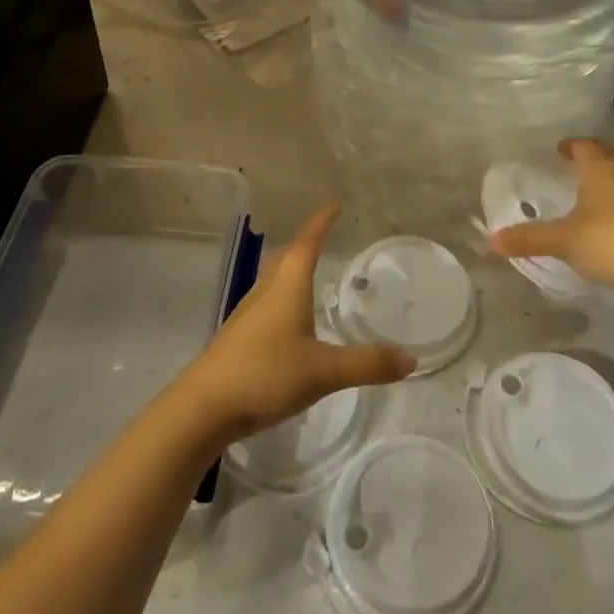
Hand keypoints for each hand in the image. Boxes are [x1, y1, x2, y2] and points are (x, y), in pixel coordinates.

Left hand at [175, 205, 414, 444]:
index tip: (333, 205)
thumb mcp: (323, 371)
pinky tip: (288, 322)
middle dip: (305, 244)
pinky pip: (266, 305)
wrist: (202, 408)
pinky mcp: (237, 338)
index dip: (321, 223)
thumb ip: (366, 364)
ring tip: (308, 273)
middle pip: (286, 258)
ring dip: (291, 270)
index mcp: (287, 286)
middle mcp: (265, 292)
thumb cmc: (265, 374)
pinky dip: (282, 299)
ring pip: (273, 281)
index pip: (306, 244)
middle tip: (324, 236)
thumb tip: (411, 358)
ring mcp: (247, 315)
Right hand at [488, 139, 613, 297]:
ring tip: (588, 193)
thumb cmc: (607, 242)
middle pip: (606, 157)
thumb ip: (527, 238)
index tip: (558, 151)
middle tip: (571, 168)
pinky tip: (609, 220)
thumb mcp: (561, 240)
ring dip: (607, 181)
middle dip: (590, 160)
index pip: (584, 145)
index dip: (570, 146)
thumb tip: (490, 240)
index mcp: (600, 167)